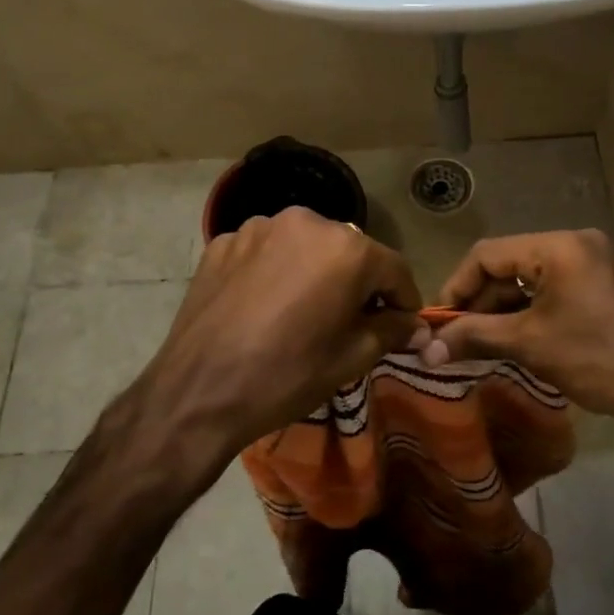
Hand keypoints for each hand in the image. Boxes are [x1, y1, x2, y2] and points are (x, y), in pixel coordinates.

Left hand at [141, 207, 421, 456]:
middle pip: (349, 251)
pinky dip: (275, 271)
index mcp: (346, 247)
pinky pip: (266, 251)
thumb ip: (391, 330)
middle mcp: (306, 221)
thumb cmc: (286, 375)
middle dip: (357, 283)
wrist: (198, 392)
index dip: (403, 300)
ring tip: (301, 312)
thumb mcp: (351, 358)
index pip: (394, 269)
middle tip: (350, 322)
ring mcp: (259, 227)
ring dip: (314, 272)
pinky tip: (264, 306)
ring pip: (305, 247)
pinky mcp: (224, 241)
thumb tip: (415, 325)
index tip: (401, 326)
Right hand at [413, 230, 613, 431]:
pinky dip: (529, 309)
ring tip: (480, 341)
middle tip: (457, 337)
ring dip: (503, 307)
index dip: (457, 287)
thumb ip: (474, 337)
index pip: (488, 254)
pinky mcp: (602, 282)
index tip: (440, 321)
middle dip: (480, 300)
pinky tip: (513, 337)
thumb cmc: (595, 358)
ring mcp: (593, 261)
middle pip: (509, 263)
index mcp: (559, 246)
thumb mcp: (528, 344)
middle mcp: (576, 242)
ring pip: (530, 277)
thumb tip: (426, 349)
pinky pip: (552, 286)